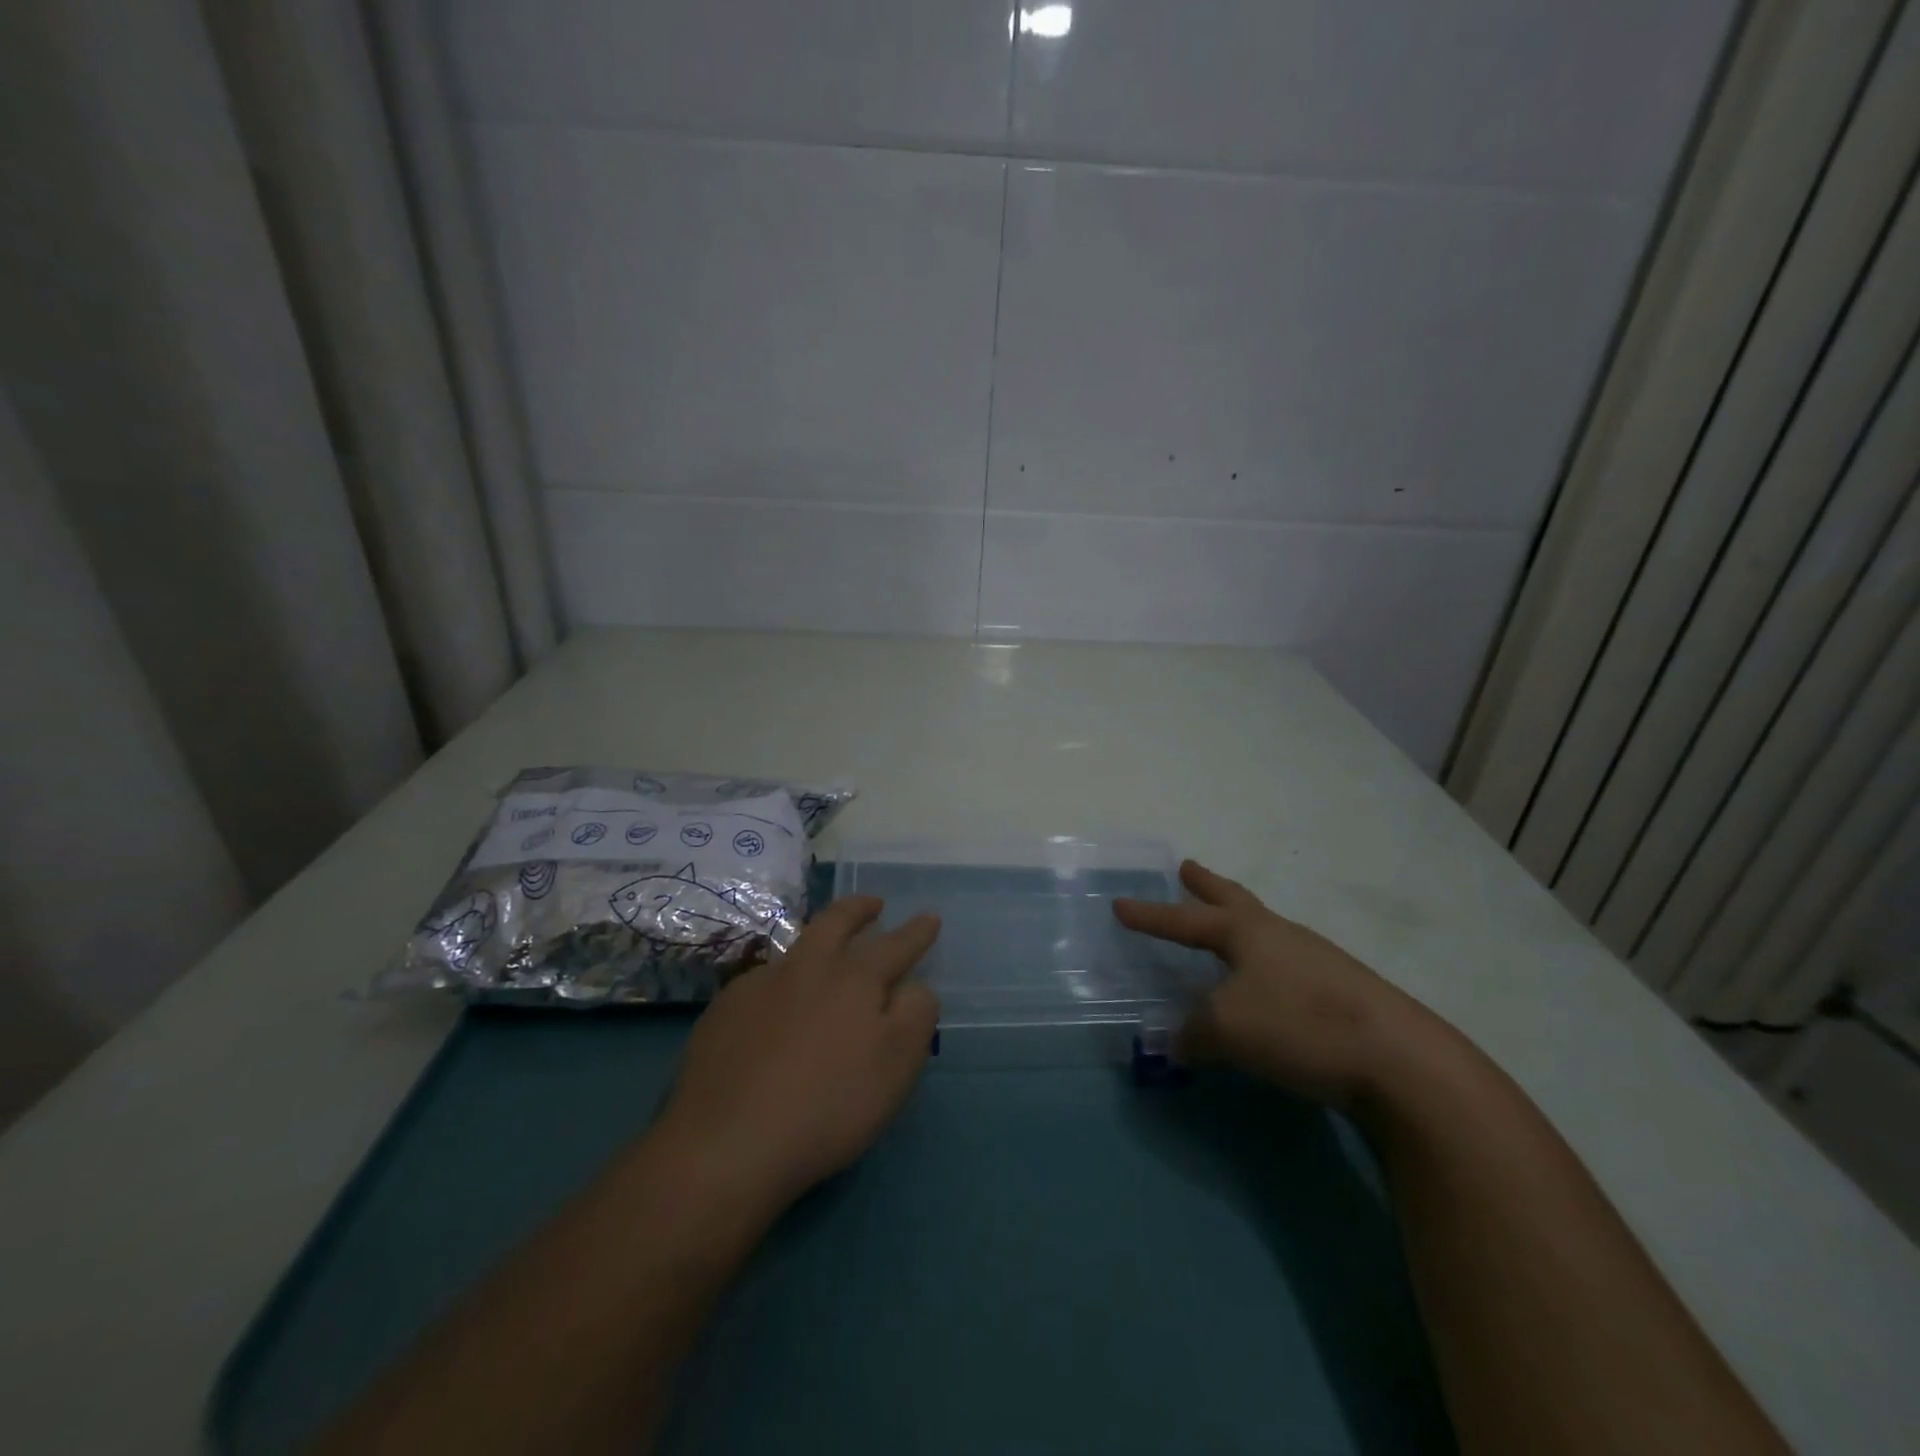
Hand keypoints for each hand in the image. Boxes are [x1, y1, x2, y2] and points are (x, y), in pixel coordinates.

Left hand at [652, 896, 941, 1209]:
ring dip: (818, 941)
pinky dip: (781, 983)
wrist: (726, 1142)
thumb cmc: (828, 1105)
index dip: (916, 931)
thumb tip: (915, 986)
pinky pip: (762, 982)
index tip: (930, 916)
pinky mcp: (724, 1010)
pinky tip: (775, 1009)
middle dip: (859, 908)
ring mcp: (760, 984)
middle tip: (873, 904)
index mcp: (854, 978)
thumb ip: (915, 1015)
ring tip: (825, 953)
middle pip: (836, 921)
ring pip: (796, 948)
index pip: (895, 945)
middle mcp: (807, 967)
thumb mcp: (896, 1066)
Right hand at [1115, 860, 1446, 1108]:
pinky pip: (1288, 965)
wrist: (1400, 1061)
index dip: (1150, 916)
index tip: (1120, 905)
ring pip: (1265, 932)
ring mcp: (1317, 961)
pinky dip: (1264, 964)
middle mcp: (1281, 935)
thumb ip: (1192, 1033)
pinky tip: (1267, 987)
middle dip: (1206, 886)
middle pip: (1235, 900)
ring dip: (1239, 924)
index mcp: (1248, 933)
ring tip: (1226, 932)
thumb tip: (1173, 1042)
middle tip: (1187, 868)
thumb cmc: (1299, 1026)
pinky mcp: (1343, 992)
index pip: (1185, 920)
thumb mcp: (1228, 1030)